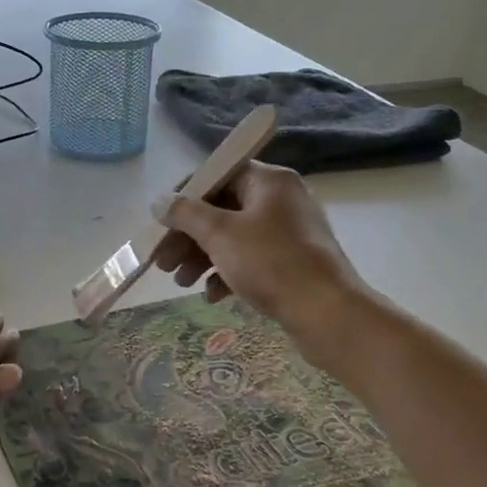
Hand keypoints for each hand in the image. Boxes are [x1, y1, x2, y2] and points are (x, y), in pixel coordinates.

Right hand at [150, 162, 365, 352]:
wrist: (327, 313)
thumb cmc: (271, 263)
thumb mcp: (220, 234)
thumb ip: (185, 213)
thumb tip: (159, 201)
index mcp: (269, 181)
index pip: (218, 174)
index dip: (185, 196)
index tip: (161, 221)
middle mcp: (281, 200)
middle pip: (222, 209)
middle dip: (188, 236)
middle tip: (164, 262)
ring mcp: (289, 232)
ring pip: (234, 237)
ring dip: (202, 258)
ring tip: (182, 283)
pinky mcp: (293, 262)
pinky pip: (251, 259)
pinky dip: (228, 273)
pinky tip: (212, 295)